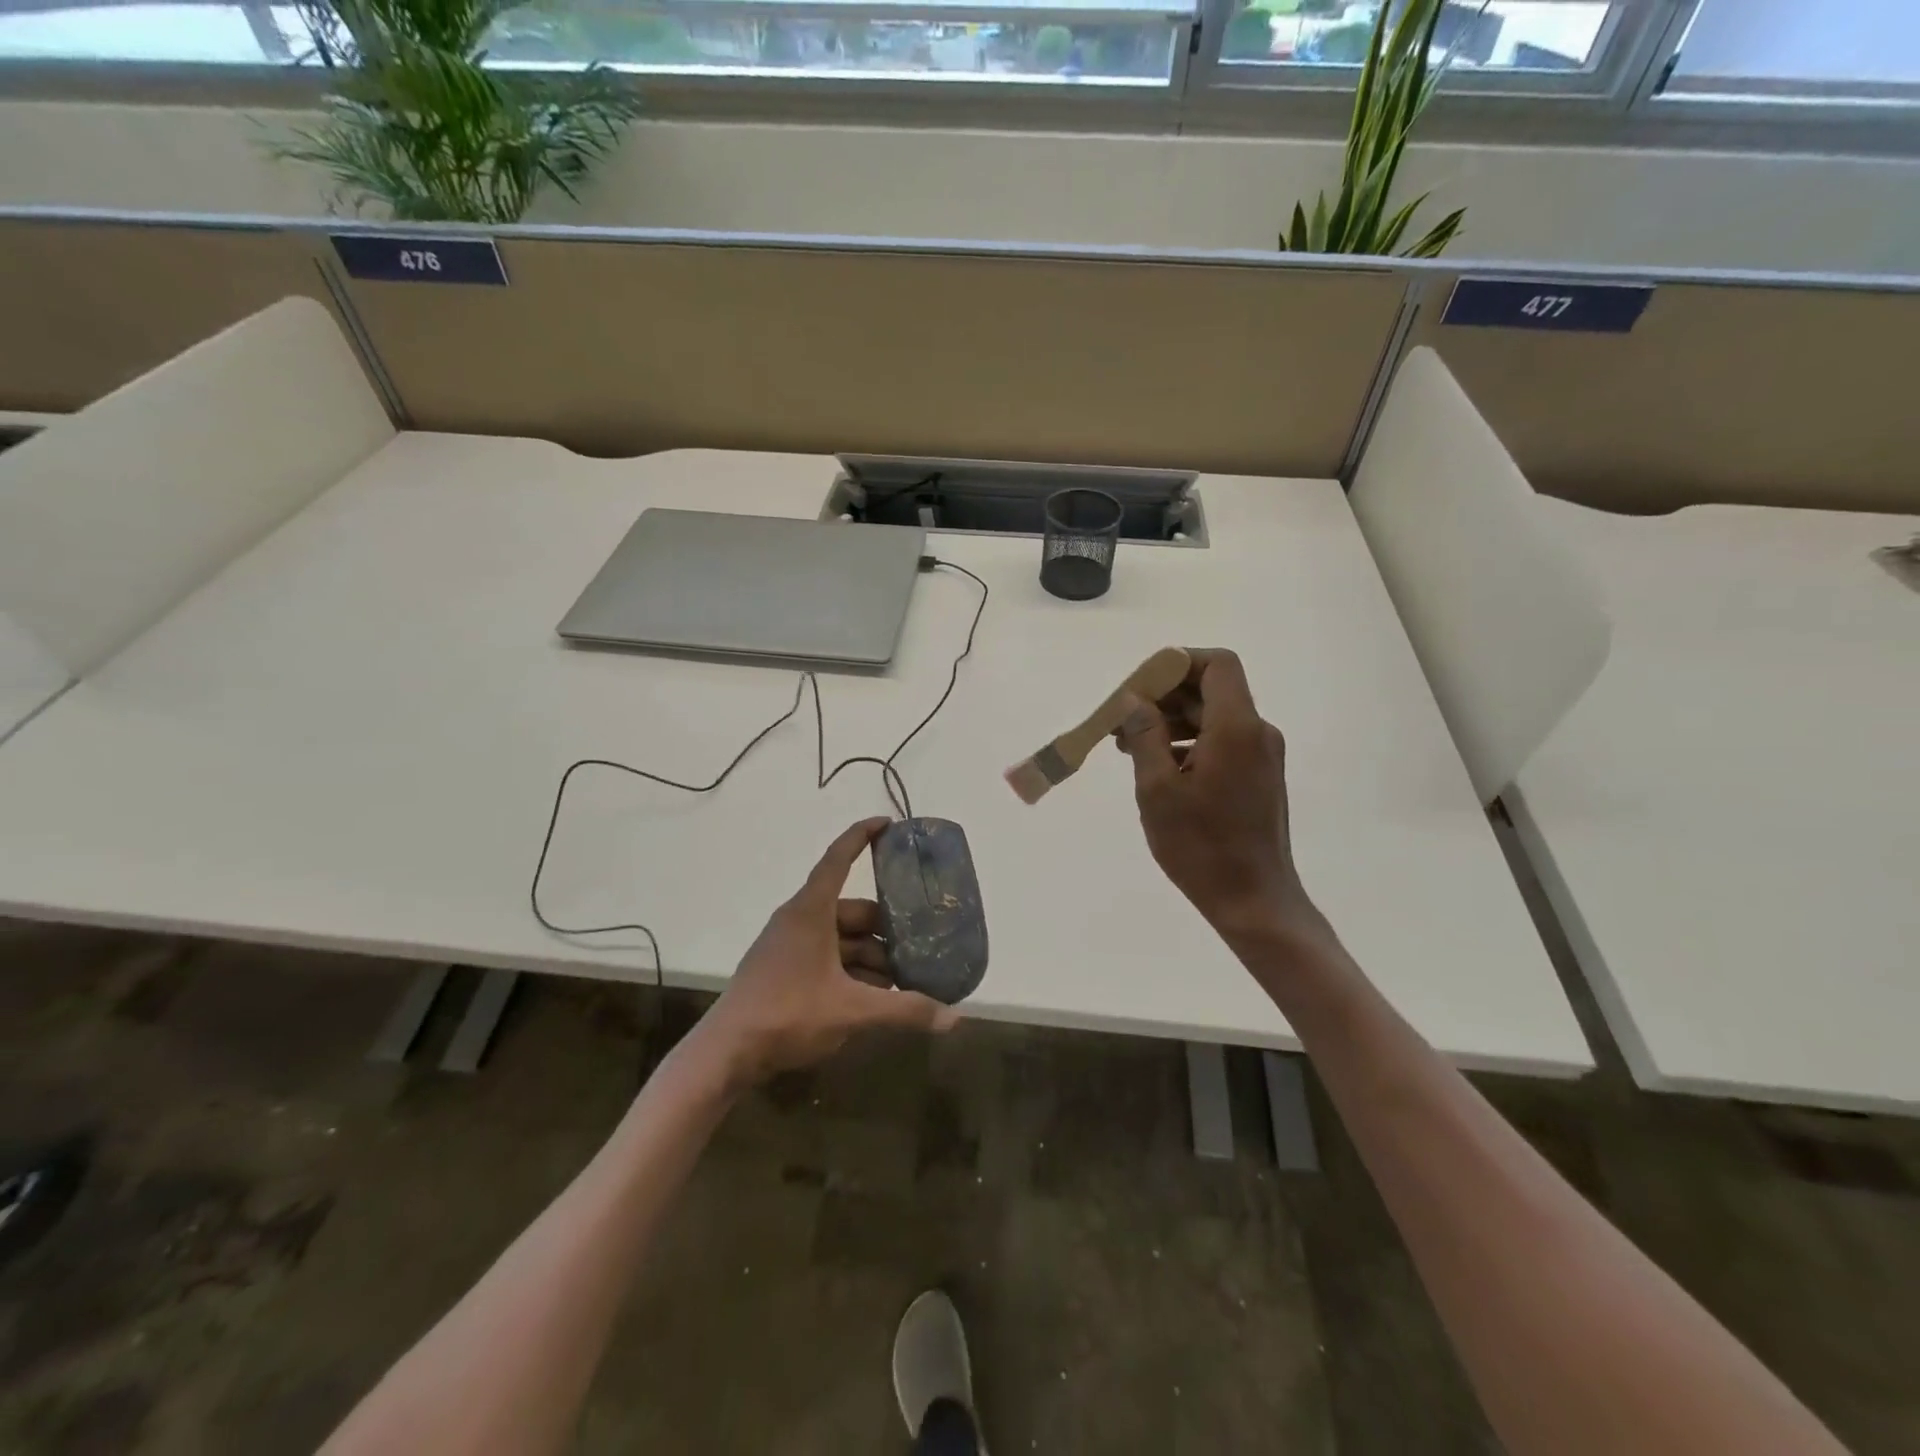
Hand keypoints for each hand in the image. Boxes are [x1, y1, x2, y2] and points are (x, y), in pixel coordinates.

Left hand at [699, 818, 957, 1086]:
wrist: (726, 1054)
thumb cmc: (788, 1014)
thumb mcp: (853, 1011)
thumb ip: (904, 1010)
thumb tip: (955, 1018)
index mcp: (811, 911)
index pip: (838, 859)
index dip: (862, 836)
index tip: (887, 822)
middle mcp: (799, 920)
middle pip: (851, 911)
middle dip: (886, 929)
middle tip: (919, 943)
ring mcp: (788, 946)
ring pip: (841, 939)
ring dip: (872, 956)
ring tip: (904, 981)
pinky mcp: (784, 971)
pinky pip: (827, 958)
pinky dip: (852, 971)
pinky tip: (875, 998)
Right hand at [1114, 649, 1320, 942]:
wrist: (1254, 900)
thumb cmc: (1201, 846)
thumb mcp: (1158, 789)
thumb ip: (1145, 735)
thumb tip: (1135, 699)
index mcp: (1236, 728)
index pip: (1217, 664)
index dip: (1178, 663)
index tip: (1139, 686)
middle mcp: (1257, 732)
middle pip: (1211, 690)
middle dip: (1164, 696)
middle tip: (1121, 720)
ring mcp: (1262, 756)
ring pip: (1214, 717)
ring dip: (1172, 721)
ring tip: (1129, 746)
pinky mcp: (1259, 777)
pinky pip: (1222, 742)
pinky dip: (1189, 742)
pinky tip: (1158, 767)